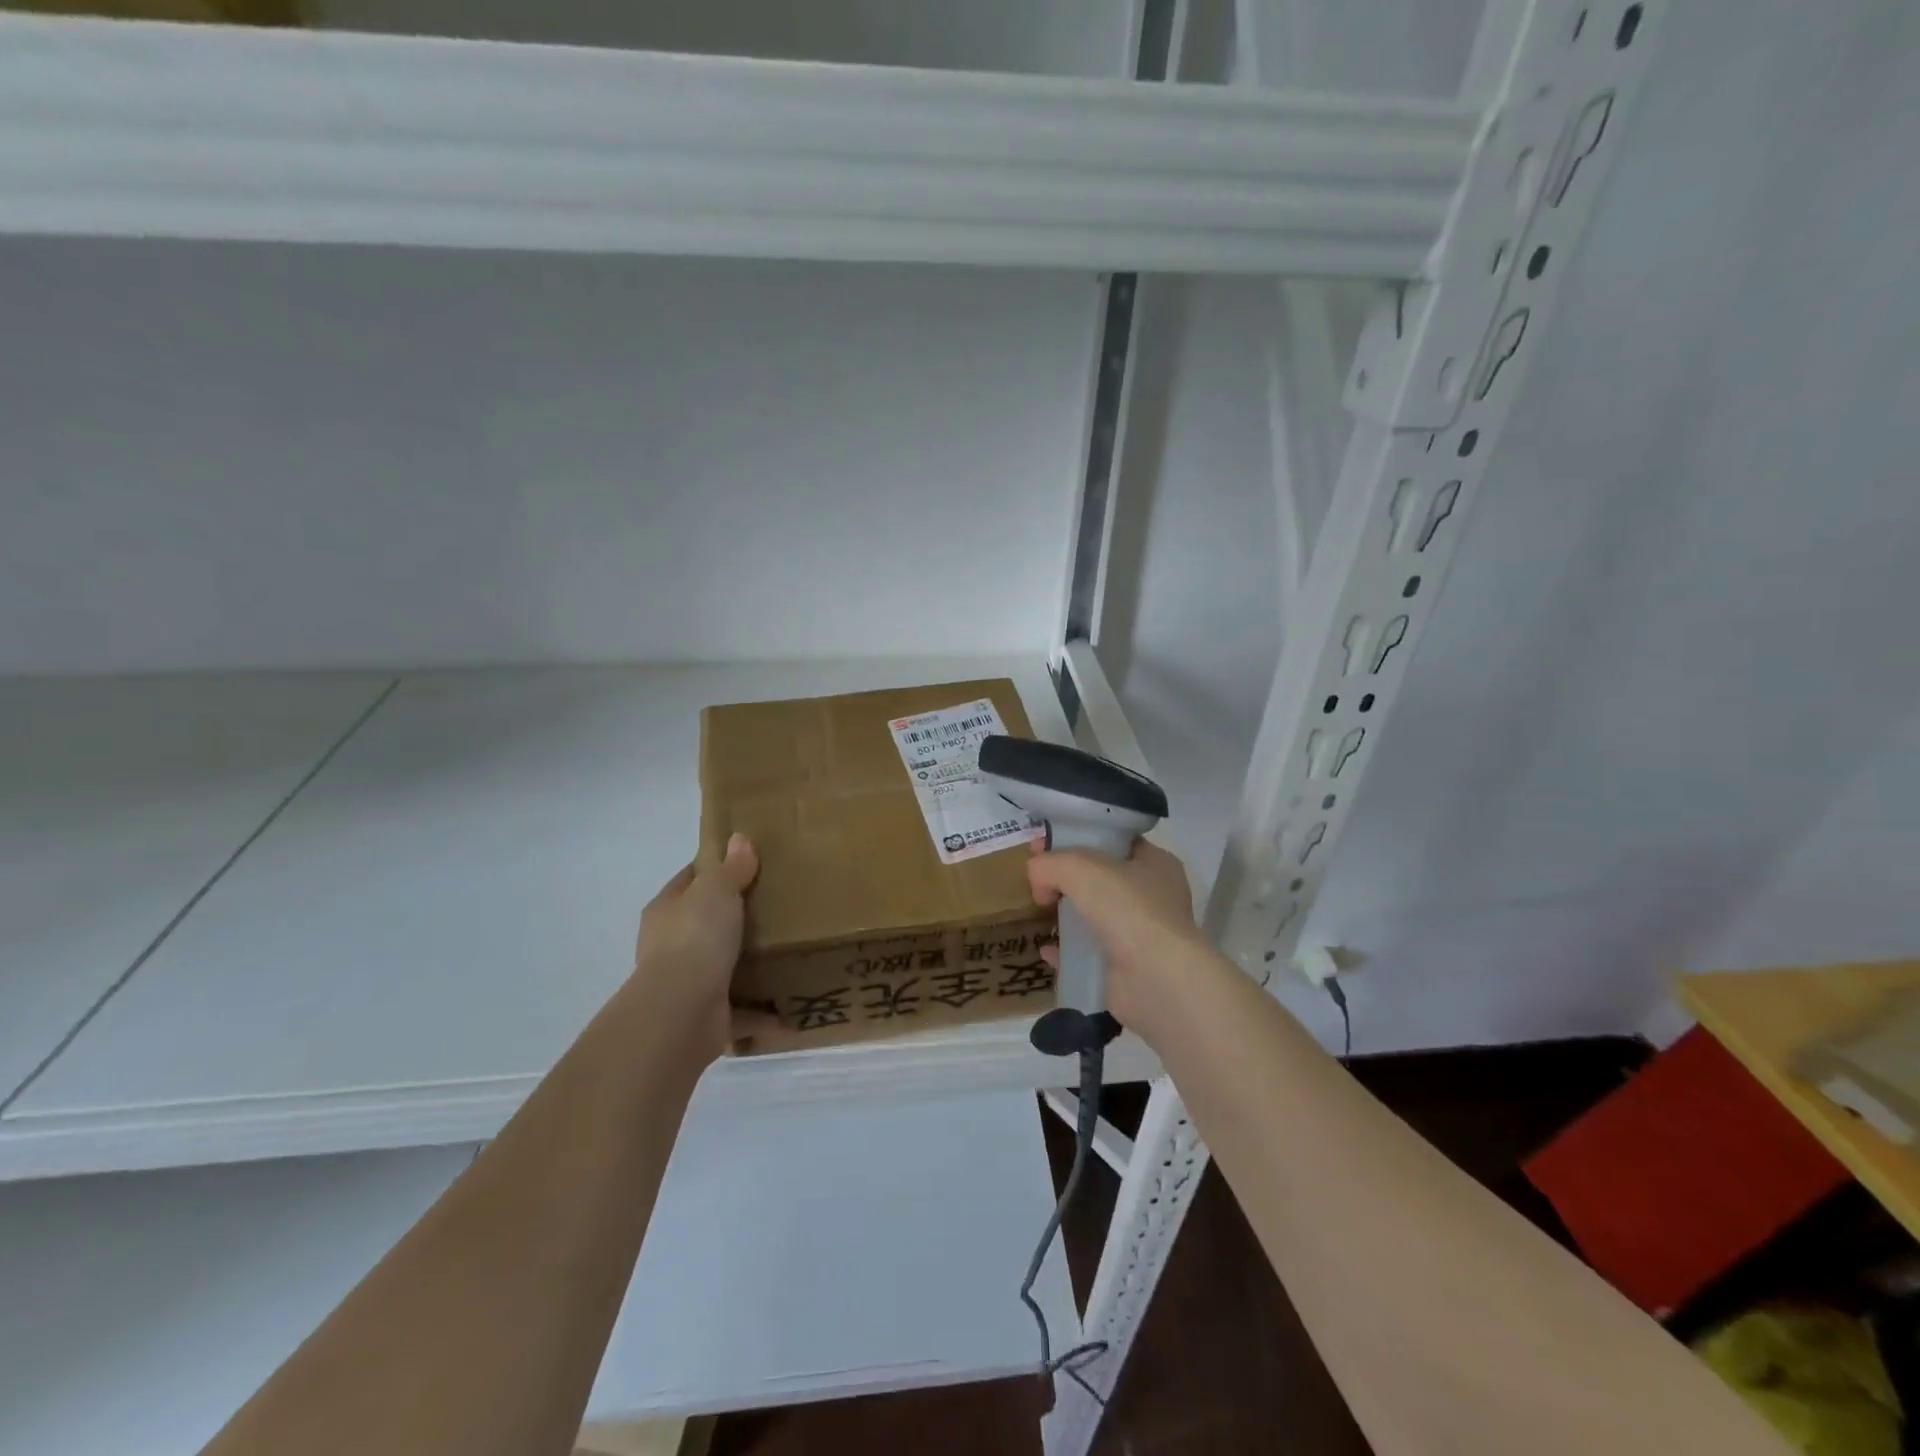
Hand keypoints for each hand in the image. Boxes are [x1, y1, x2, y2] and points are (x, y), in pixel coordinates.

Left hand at [631, 833, 776, 1057]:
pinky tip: (791, 1008)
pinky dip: (763, 1014)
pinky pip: (742, 1012)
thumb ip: (731, 868)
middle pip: (706, 924)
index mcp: (667, 911)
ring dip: (749, 966)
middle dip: (736, 919)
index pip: (690, 881)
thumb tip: (739, 838)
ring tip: (789, 953)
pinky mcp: (708, 1017)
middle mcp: (671, 947)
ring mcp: (688, 984)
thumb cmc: (695, 938)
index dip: (715, 869)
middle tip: (778, 906)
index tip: (749, 863)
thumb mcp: (716, 890)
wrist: (682, 1013)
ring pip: (723, 968)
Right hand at [1026, 839, 1210, 1037]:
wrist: (1156, 980)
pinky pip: (1088, 954)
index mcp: (1155, 863)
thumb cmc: (1127, 909)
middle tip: (1037, 879)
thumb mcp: (1079, 867)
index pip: (1114, 841)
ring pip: (1094, 917)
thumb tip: (1038, 880)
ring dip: (1066, 916)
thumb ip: (1050, 863)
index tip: (1044, 844)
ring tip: (1038, 912)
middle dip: (1067, 879)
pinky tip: (1047, 950)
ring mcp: (1141, 935)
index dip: (1077, 838)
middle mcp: (1153, 897)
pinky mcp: (1127, 969)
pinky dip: (1066, 952)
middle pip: (1101, 879)